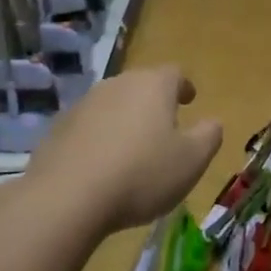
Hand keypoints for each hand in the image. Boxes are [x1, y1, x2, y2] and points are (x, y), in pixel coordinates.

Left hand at [24, 65, 222, 235]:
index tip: (189, 100)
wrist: (67, 197)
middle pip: (141, 86)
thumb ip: (209, 136)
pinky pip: (88, 127)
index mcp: (153, 86)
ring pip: (113, 105)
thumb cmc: (141, 174)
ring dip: (125, 120)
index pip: (174, 73)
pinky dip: (100, 138)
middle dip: (154, 103)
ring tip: (133, 149)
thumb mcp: (192, 161)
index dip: (184, 86)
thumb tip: (212, 122)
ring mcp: (83, 104)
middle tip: (164, 126)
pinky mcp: (58, 128)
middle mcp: (117, 85)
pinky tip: (103, 165)